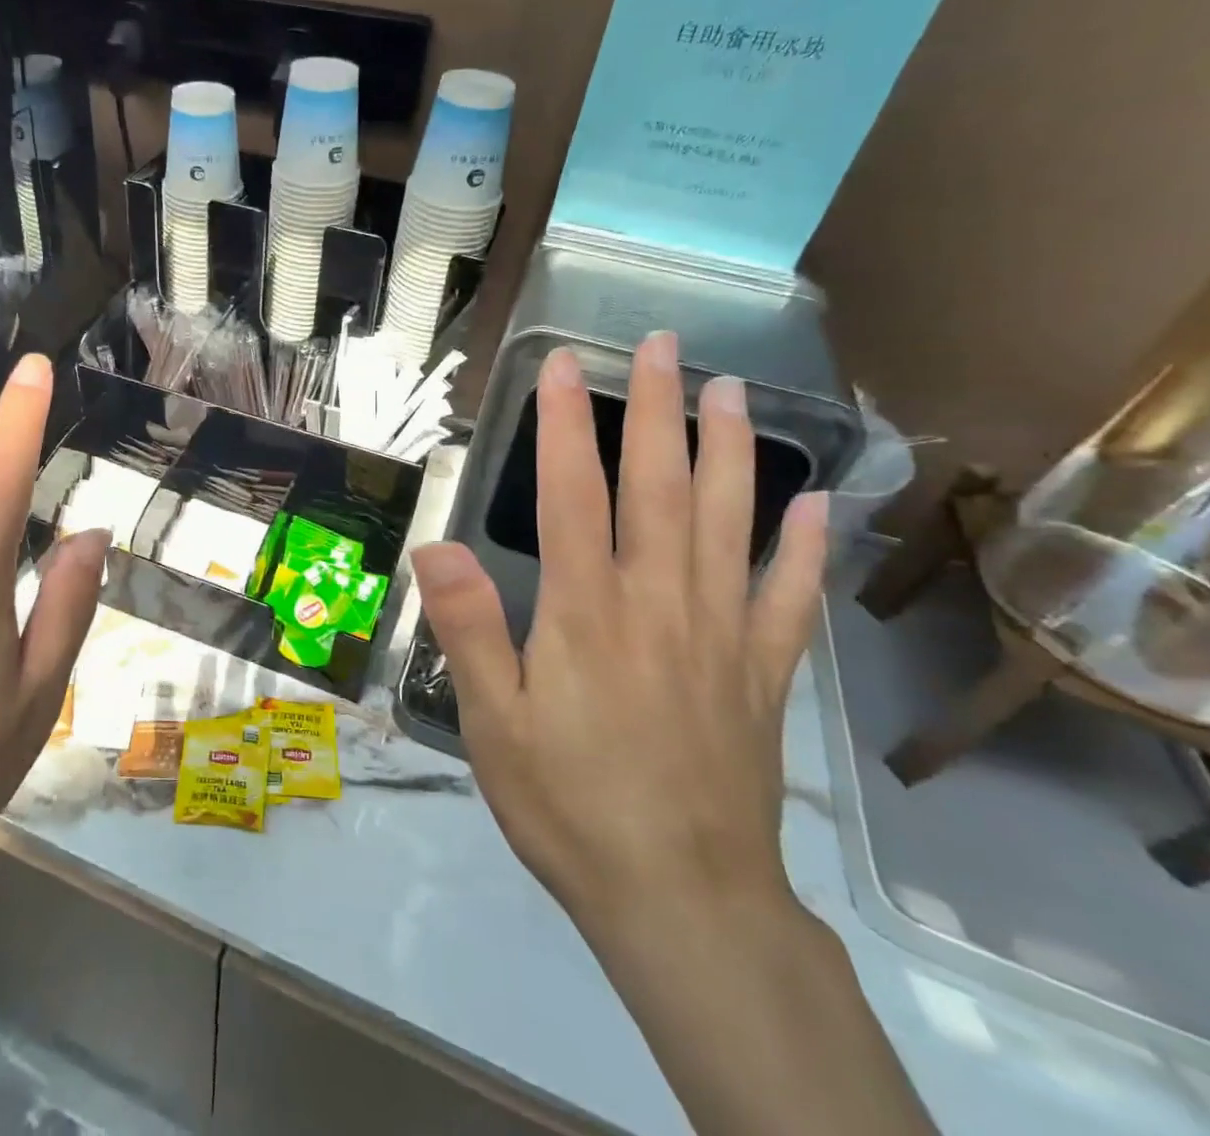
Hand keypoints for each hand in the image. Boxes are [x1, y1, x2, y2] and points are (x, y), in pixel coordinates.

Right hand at [411, 332, 827, 926]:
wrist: (682, 902)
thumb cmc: (568, 805)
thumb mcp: (492, 724)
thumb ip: (468, 629)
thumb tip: (434, 545)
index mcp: (586, 611)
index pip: (571, 494)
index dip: (563, 425)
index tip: (562, 365)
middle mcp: (658, 604)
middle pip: (658, 486)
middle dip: (656, 409)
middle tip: (663, 346)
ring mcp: (720, 636)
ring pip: (727, 523)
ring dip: (732, 452)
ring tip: (736, 394)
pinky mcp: (760, 676)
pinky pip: (787, 600)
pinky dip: (802, 550)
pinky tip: (814, 509)